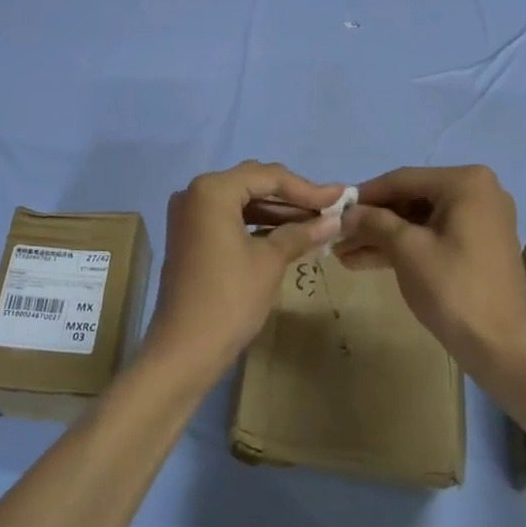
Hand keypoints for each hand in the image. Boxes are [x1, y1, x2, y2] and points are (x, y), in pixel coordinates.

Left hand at [142, 162, 344, 387]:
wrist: (184, 350)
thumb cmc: (229, 299)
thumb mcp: (270, 262)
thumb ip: (301, 233)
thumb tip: (335, 220)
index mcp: (212, 190)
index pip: (268, 176)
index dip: (307, 187)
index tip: (341, 196)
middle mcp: (195, 193)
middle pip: (253, 183)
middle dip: (292, 197)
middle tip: (329, 208)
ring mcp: (189, 216)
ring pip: (242, 201)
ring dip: (276, 211)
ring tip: (315, 223)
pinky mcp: (190, 237)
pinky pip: (229, 219)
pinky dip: (257, 225)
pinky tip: (287, 236)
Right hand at [338, 165, 525, 371]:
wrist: (502, 347)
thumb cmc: (454, 288)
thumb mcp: (407, 249)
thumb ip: (373, 222)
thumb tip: (344, 213)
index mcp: (466, 183)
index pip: (402, 180)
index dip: (364, 195)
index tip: (332, 209)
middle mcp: (478, 193)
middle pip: (411, 199)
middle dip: (372, 220)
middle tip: (336, 236)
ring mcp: (480, 221)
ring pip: (419, 221)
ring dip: (382, 236)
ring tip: (343, 254)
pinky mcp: (477, 247)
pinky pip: (433, 237)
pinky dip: (403, 248)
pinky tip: (366, 261)